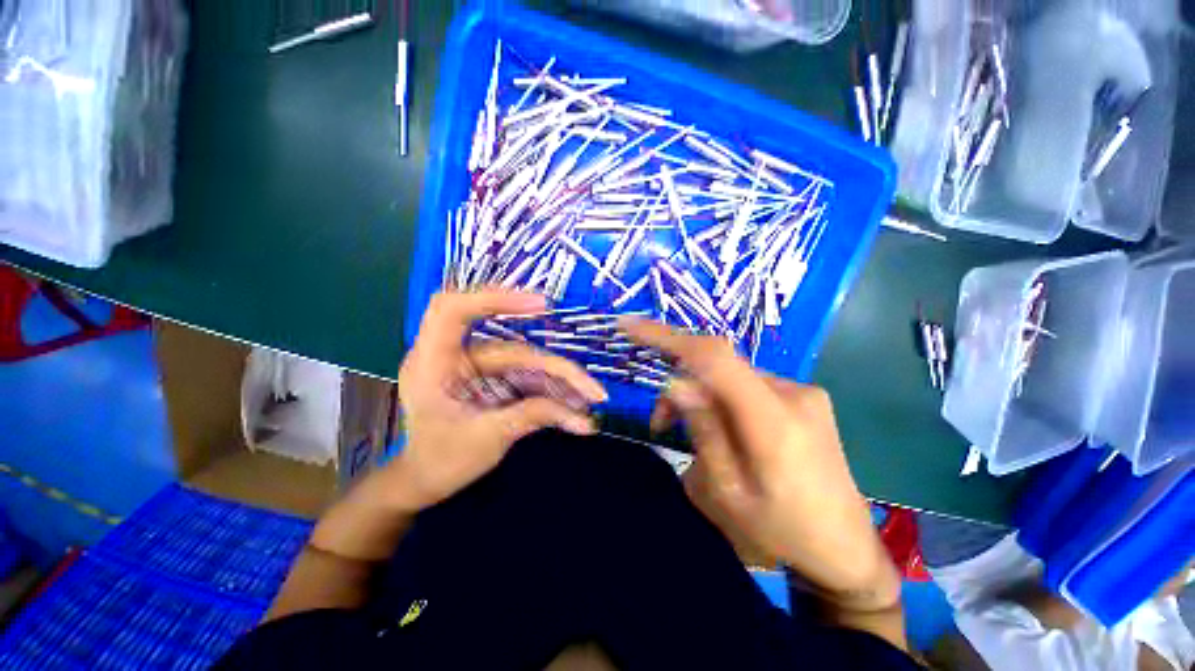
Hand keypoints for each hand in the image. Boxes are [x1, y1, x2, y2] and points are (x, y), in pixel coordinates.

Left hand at [389, 289, 606, 511]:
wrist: (426, 482)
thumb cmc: (440, 462)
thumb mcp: (485, 439)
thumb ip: (530, 417)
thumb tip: (578, 413)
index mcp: (434, 363)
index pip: (454, 311)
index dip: (494, 299)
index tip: (541, 305)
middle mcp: (458, 358)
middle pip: (514, 350)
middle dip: (556, 370)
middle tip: (592, 390)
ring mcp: (479, 368)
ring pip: (528, 366)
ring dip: (561, 384)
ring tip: (590, 402)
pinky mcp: (495, 380)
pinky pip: (528, 379)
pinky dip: (552, 393)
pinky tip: (574, 408)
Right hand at [623, 319, 899, 611]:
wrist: (846, 550)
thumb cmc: (782, 533)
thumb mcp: (726, 494)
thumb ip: (703, 431)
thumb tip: (675, 382)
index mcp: (774, 422)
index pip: (713, 357)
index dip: (668, 336)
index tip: (629, 326)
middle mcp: (793, 393)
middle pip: (718, 365)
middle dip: (679, 383)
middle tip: (660, 422)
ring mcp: (803, 391)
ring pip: (730, 374)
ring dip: (701, 393)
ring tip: (688, 430)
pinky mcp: (803, 396)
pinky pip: (747, 383)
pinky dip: (722, 397)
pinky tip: (721, 427)